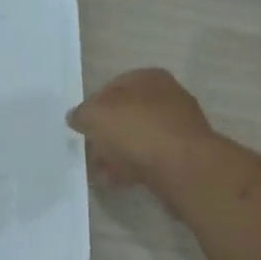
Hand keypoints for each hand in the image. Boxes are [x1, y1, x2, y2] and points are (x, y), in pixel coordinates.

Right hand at [67, 68, 215, 189]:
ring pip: (138, 139)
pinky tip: (118, 182)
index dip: (94, 107)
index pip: (113, 87)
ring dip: (117, 155)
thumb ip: (82, 114)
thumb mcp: (96, 115)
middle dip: (106, 135)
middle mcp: (168, 97)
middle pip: (126, 115)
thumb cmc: (137, 130)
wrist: (184, 167)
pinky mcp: (184, 156)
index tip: (83, 127)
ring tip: (101, 173)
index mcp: (149, 78)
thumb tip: (76, 117)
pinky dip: (133, 168)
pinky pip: (151, 159)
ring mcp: (179, 127)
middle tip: (91, 152)